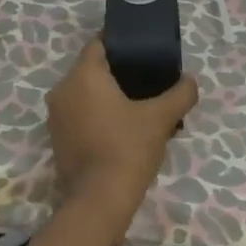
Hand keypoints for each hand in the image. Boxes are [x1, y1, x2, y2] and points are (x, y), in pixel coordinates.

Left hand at [46, 40, 198, 230]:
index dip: (121, 44)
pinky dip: (97, 116)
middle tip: (147, 82)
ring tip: (138, 107)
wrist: (99, 201)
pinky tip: (121, 129)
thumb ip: (180, 94)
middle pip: (91, 69)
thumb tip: (190, 81)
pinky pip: (79, 115)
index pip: (99, 44)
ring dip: (107, 97)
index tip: (142, 52)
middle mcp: (62, 90)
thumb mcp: (161, 118)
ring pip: (84, 94)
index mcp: (83, 75)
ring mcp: (56, 117)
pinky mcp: (57, 139)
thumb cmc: (128, 148)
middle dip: (118, 73)